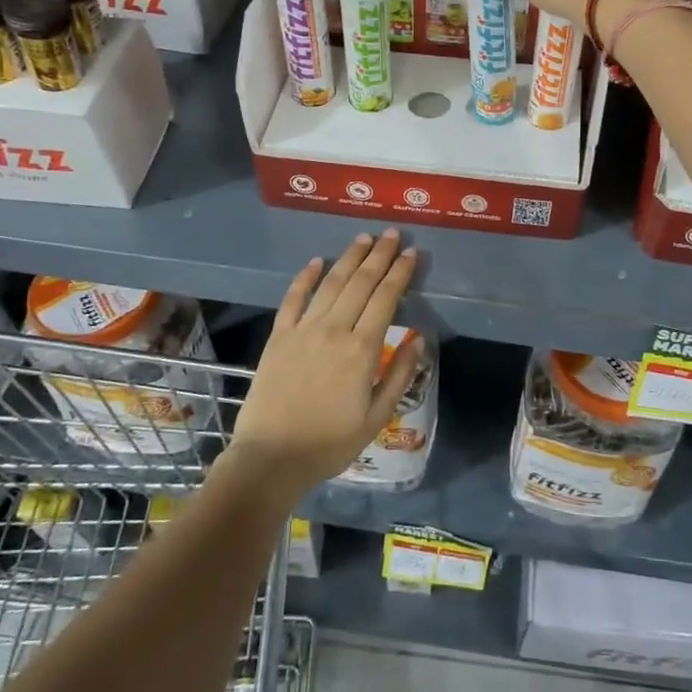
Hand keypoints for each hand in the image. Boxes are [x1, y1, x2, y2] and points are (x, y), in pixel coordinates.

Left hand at [227, 230, 423, 495]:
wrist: (271, 458)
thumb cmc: (330, 443)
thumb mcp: (377, 417)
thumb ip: (400, 374)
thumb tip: (419, 338)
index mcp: (362, 349)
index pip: (386, 298)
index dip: (400, 273)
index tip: (411, 253)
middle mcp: (334, 329)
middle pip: (361, 282)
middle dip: (380, 255)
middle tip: (392, 234)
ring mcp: (303, 330)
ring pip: (331, 283)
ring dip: (349, 257)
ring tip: (364, 238)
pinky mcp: (279, 336)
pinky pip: (293, 298)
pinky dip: (305, 277)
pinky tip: (316, 261)